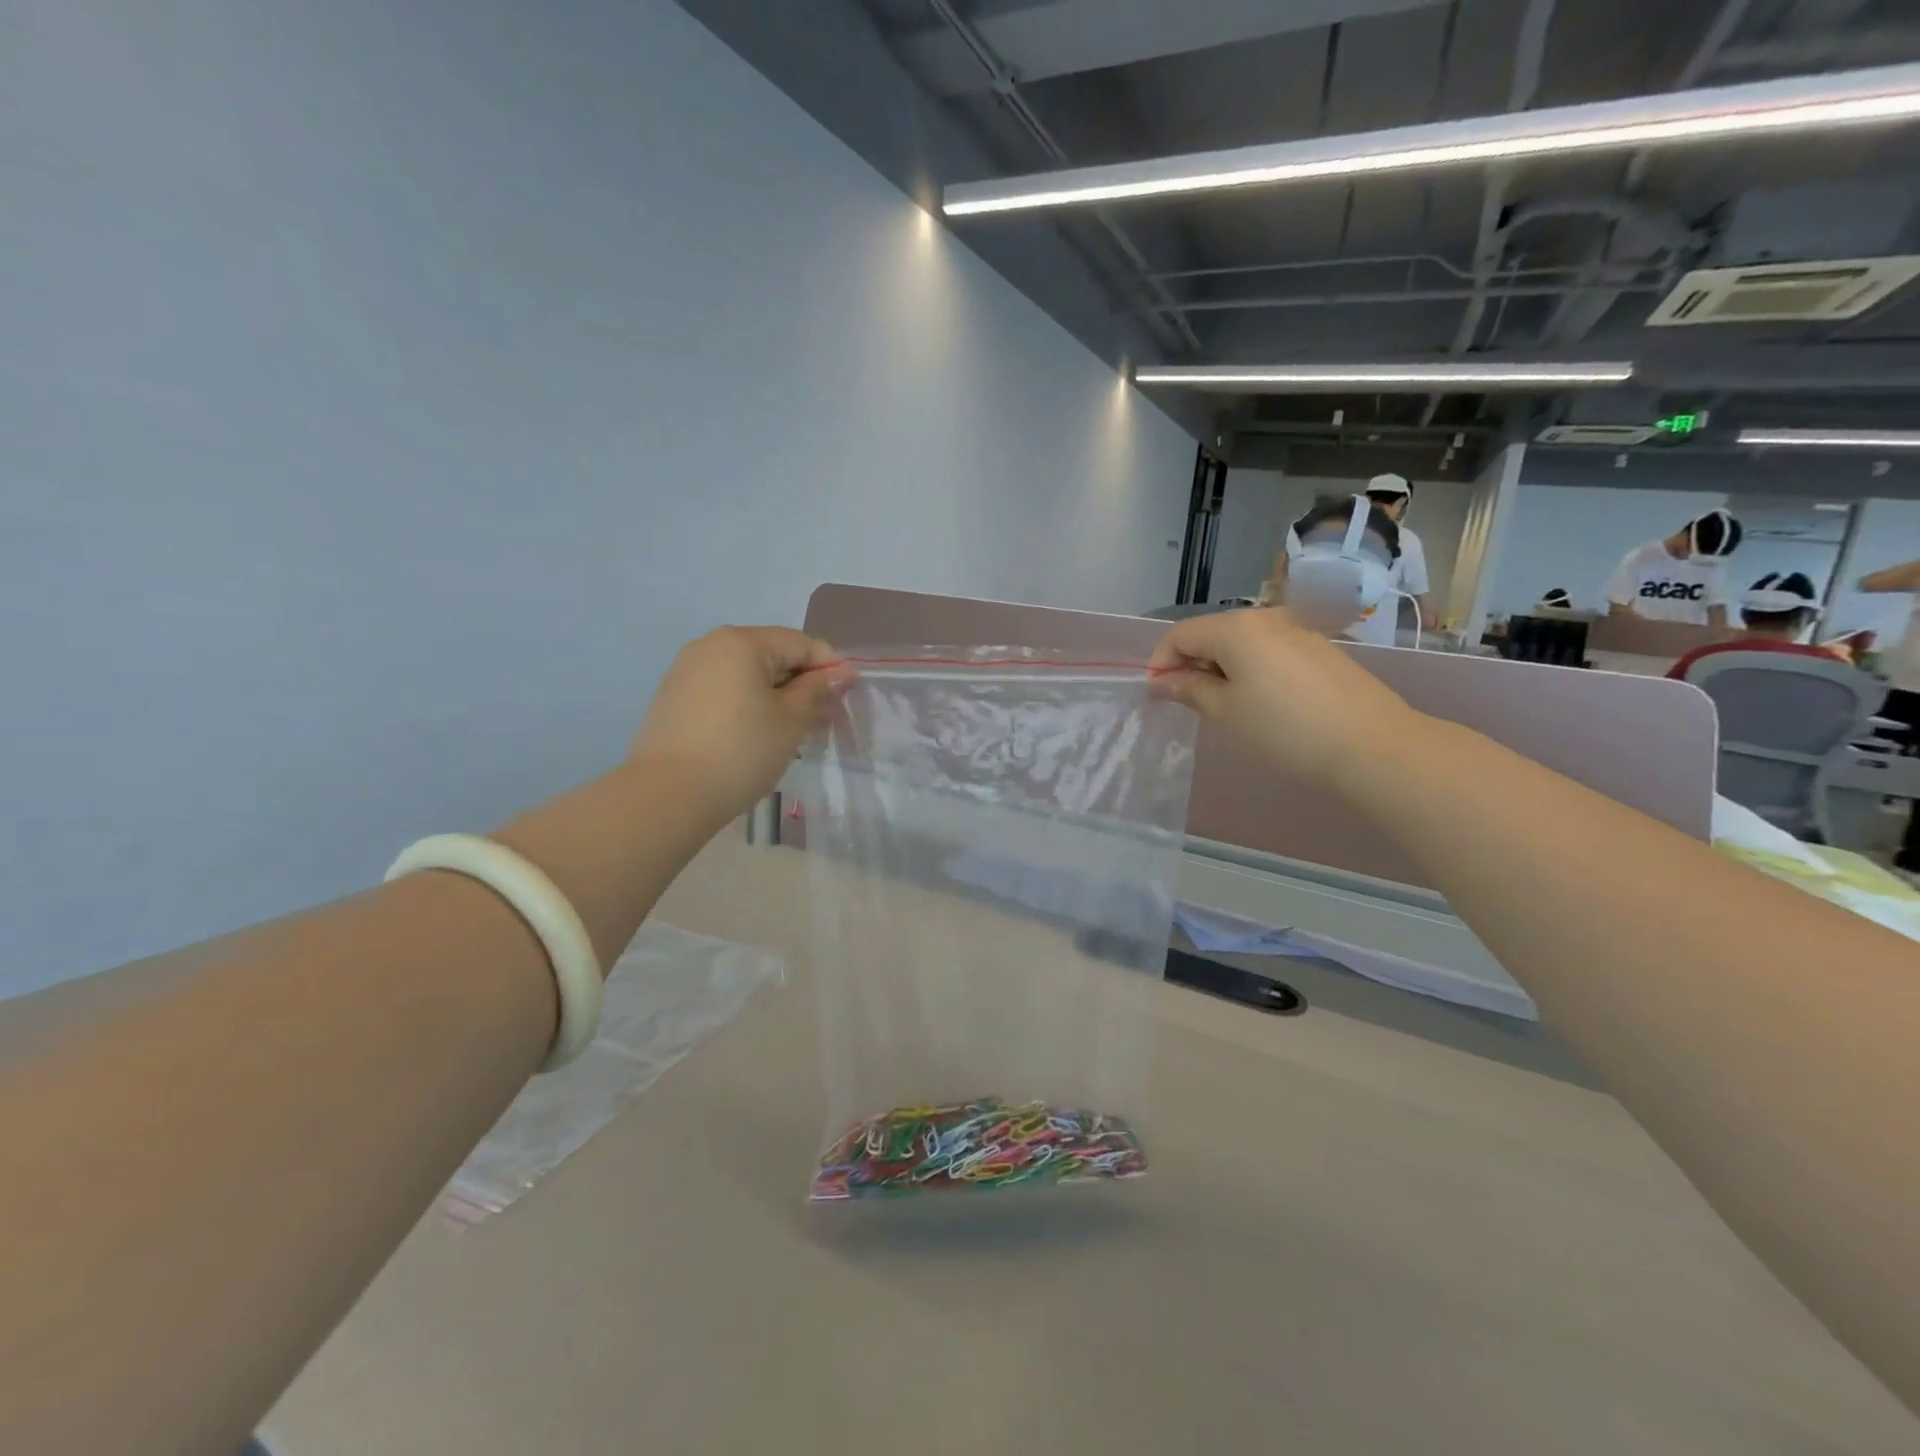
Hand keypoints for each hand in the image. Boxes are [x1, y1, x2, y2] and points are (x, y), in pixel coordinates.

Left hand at [630, 627, 849, 821]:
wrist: (668, 795)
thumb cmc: (741, 751)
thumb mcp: (791, 720)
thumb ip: (818, 690)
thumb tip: (842, 672)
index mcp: (741, 642)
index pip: (800, 643)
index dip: (831, 667)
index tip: (850, 696)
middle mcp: (710, 646)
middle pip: (772, 655)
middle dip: (803, 683)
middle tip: (824, 719)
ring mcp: (686, 671)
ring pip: (747, 675)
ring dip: (776, 697)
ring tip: (793, 731)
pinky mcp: (673, 699)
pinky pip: (724, 691)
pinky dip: (748, 706)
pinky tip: (757, 736)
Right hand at [1147, 608, 1421, 788]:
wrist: (1372, 745)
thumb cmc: (1283, 729)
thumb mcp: (1225, 713)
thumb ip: (1189, 690)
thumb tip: (1162, 682)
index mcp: (1235, 628)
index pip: (1180, 635)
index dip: (1160, 663)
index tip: (1156, 696)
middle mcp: (1266, 618)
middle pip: (1211, 633)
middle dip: (1190, 664)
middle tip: (1185, 703)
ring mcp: (1298, 631)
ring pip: (1242, 643)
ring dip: (1221, 668)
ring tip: (1222, 707)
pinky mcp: (1321, 649)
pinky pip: (1270, 651)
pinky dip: (1251, 670)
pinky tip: (1260, 703)